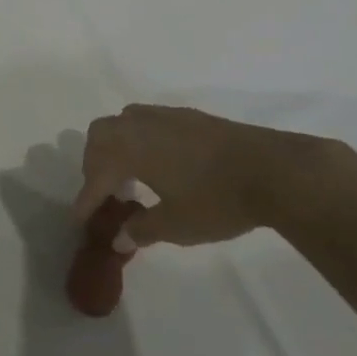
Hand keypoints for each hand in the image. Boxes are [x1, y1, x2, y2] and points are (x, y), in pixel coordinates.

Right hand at [72, 104, 356, 249]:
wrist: (275, 170)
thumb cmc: (218, 200)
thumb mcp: (176, 225)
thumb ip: (142, 229)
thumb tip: (119, 238)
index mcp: (129, 148)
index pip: (96, 175)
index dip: (87, 199)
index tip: (81, 220)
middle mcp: (140, 125)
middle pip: (101, 136)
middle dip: (95, 164)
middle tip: (106, 193)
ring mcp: (166, 116)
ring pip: (124, 123)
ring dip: (117, 148)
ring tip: (132, 177)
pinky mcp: (189, 117)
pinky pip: (148, 123)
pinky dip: (140, 141)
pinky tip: (160, 164)